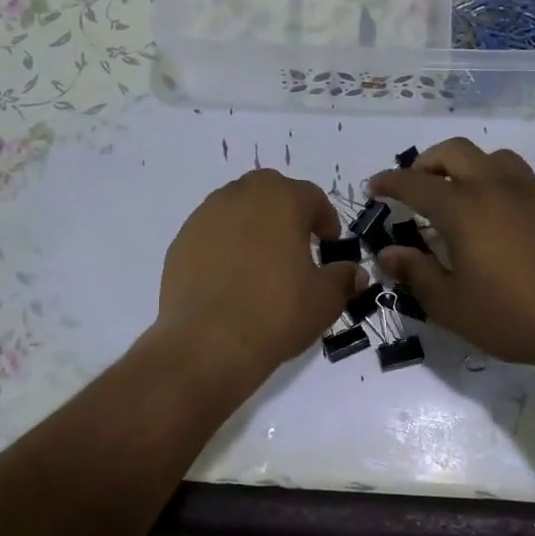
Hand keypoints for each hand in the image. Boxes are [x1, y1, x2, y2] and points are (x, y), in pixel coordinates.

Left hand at [154, 169, 361, 383]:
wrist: (207, 343)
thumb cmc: (276, 313)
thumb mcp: (325, 300)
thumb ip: (342, 279)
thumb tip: (354, 273)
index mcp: (281, 200)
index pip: (311, 196)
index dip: (325, 219)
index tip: (329, 243)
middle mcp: (240, 196)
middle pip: (270, 192)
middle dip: (286, 212)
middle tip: (296, 244)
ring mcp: (204, 216)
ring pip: (236, 209)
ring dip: (253, 226)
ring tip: (262, 262)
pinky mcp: (180, 241)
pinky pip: (211, 233)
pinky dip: (225, 245)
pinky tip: (231, 278)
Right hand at [369, 139, 534, 379]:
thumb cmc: (513, 316)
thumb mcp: (451, 305)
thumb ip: (416, 273)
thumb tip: (388, 254)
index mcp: (464, 209)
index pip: (415, 184)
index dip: (389, 182)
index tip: (373, 186)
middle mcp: (494, 188)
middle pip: (455, 151)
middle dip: (426, 162)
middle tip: (413, 186)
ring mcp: (529, 194)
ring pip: (491, 157)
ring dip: (465, 165)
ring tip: (456, 194)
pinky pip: (515, 176)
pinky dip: (493, 181)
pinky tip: (493, 217)